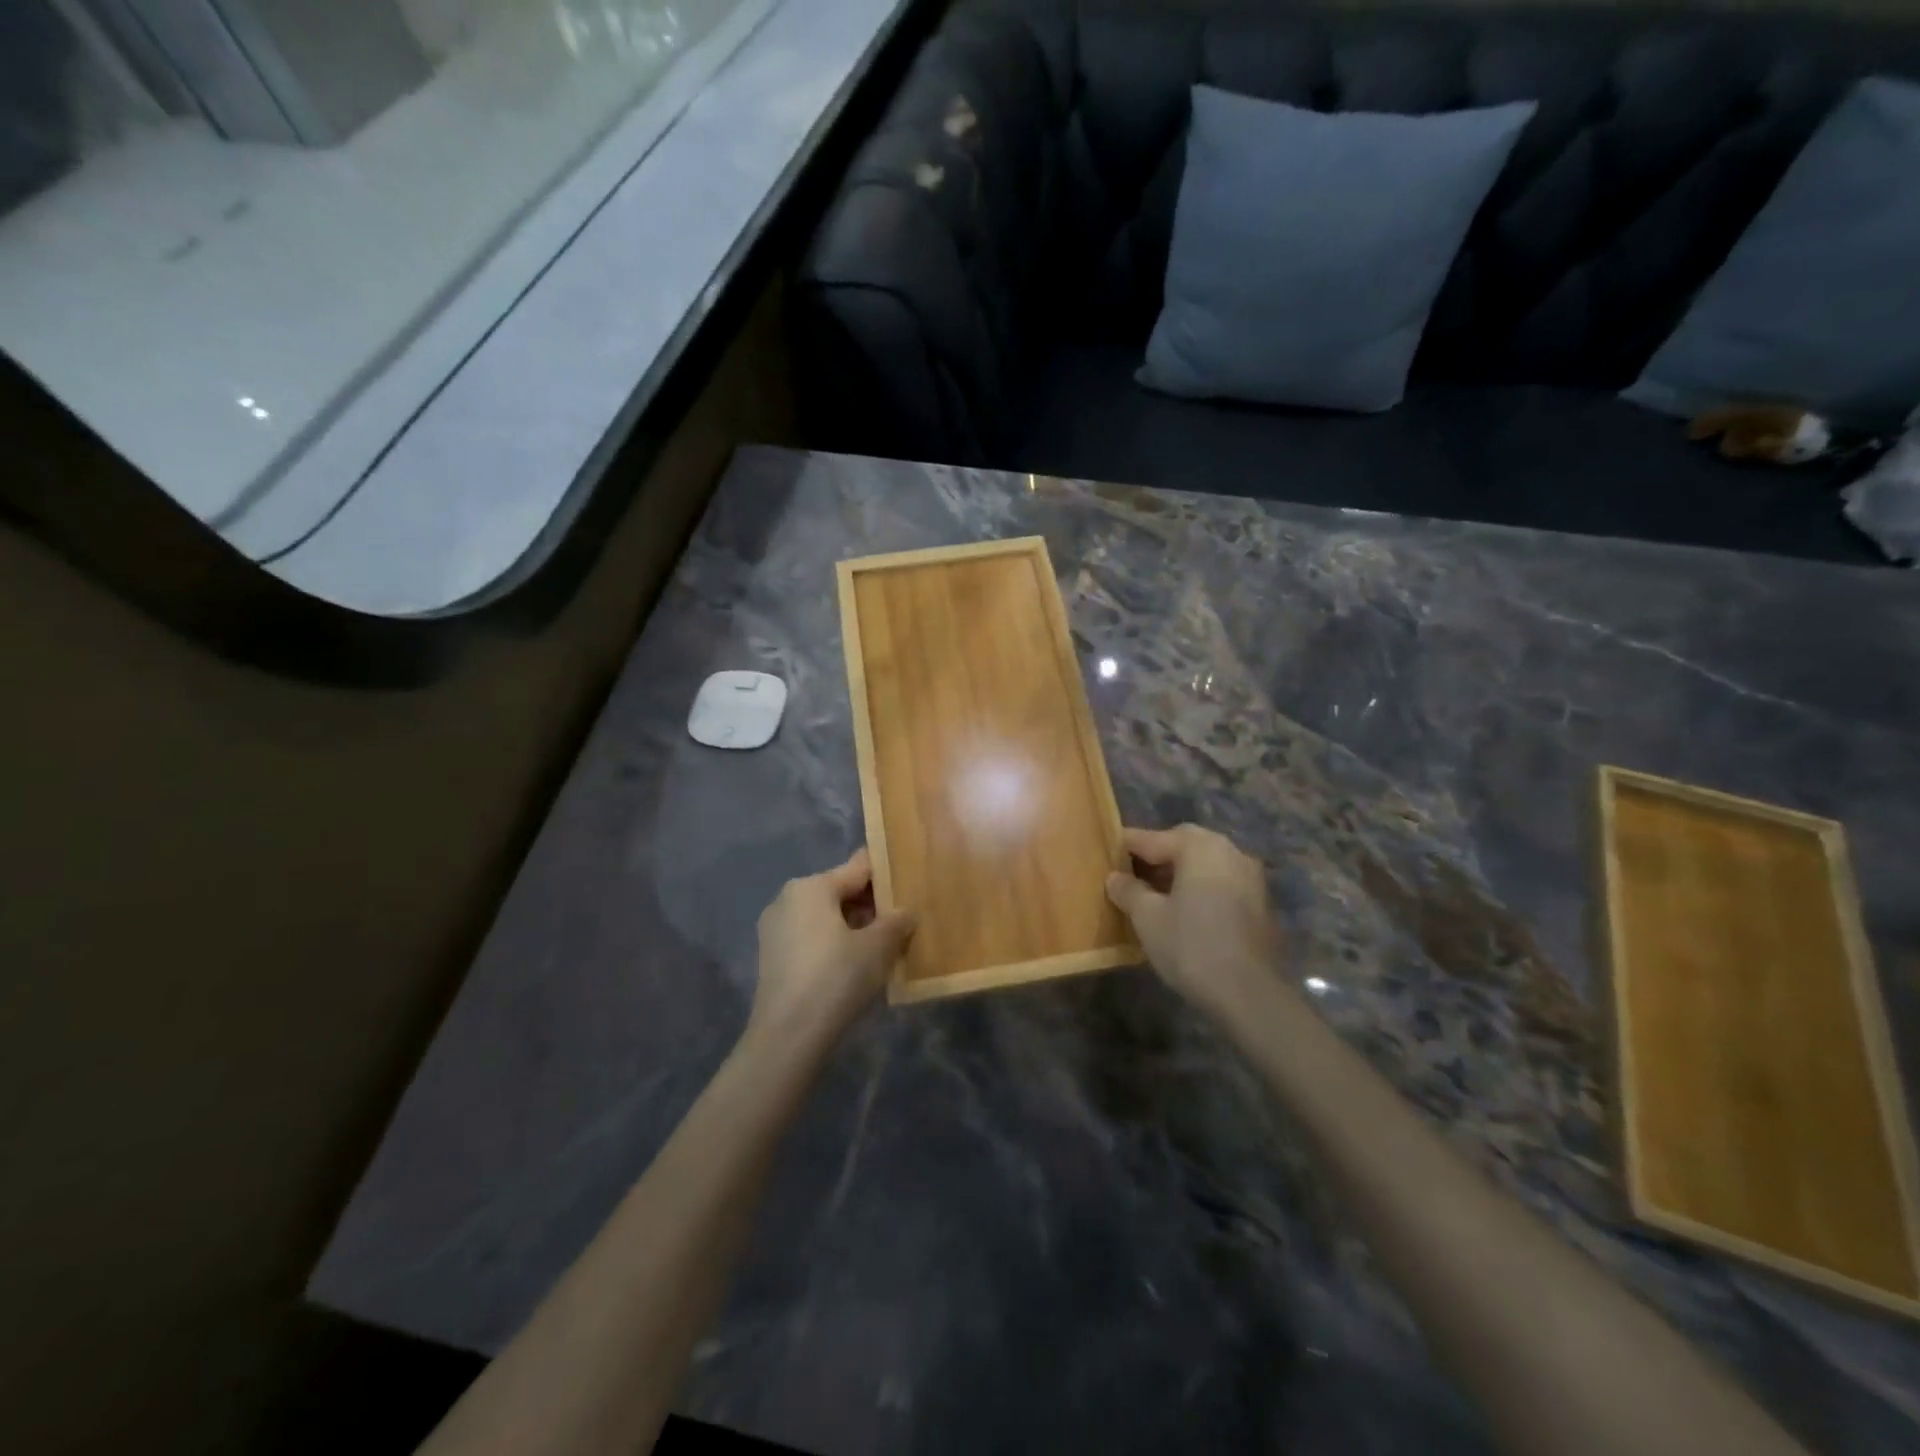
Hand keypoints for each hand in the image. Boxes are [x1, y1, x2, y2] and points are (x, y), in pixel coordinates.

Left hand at [750, 848, 916, 1047]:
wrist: (788, 1036)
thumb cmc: (836, 978)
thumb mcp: (878, 946)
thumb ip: (897, 921)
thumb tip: (906, 912)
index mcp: (811, 886)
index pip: (859, 867)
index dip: (888, 874)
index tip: (911, 885)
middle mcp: (788, 898)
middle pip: (840, 891)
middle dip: (871, 905)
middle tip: (902, 922)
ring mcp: (775, 928)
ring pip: (825, 916)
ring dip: (854, 927)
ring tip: (884, 946)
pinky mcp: (772, 957)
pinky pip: (811, 937)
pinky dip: (834, 943)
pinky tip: (856, 965)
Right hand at [1105, 824, 1280, 1019]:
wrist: (1249, 993)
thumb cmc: (1191, 945)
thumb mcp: (1147, 917)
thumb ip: (1128, 890)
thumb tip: (1115, 877)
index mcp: (1200, 847)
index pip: (1154, 838)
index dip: (1127, 845)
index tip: (1107, 851)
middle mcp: (1230, 851)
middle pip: (1184, 845)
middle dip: (1156, 856)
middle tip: (1131, 873)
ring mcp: (1250, 877)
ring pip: (1206, 865)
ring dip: (1180, 873)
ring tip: (1153, 894)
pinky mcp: (1260, 903)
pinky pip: (1221, 883)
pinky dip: (1200, 889)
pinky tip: (1183, 911)